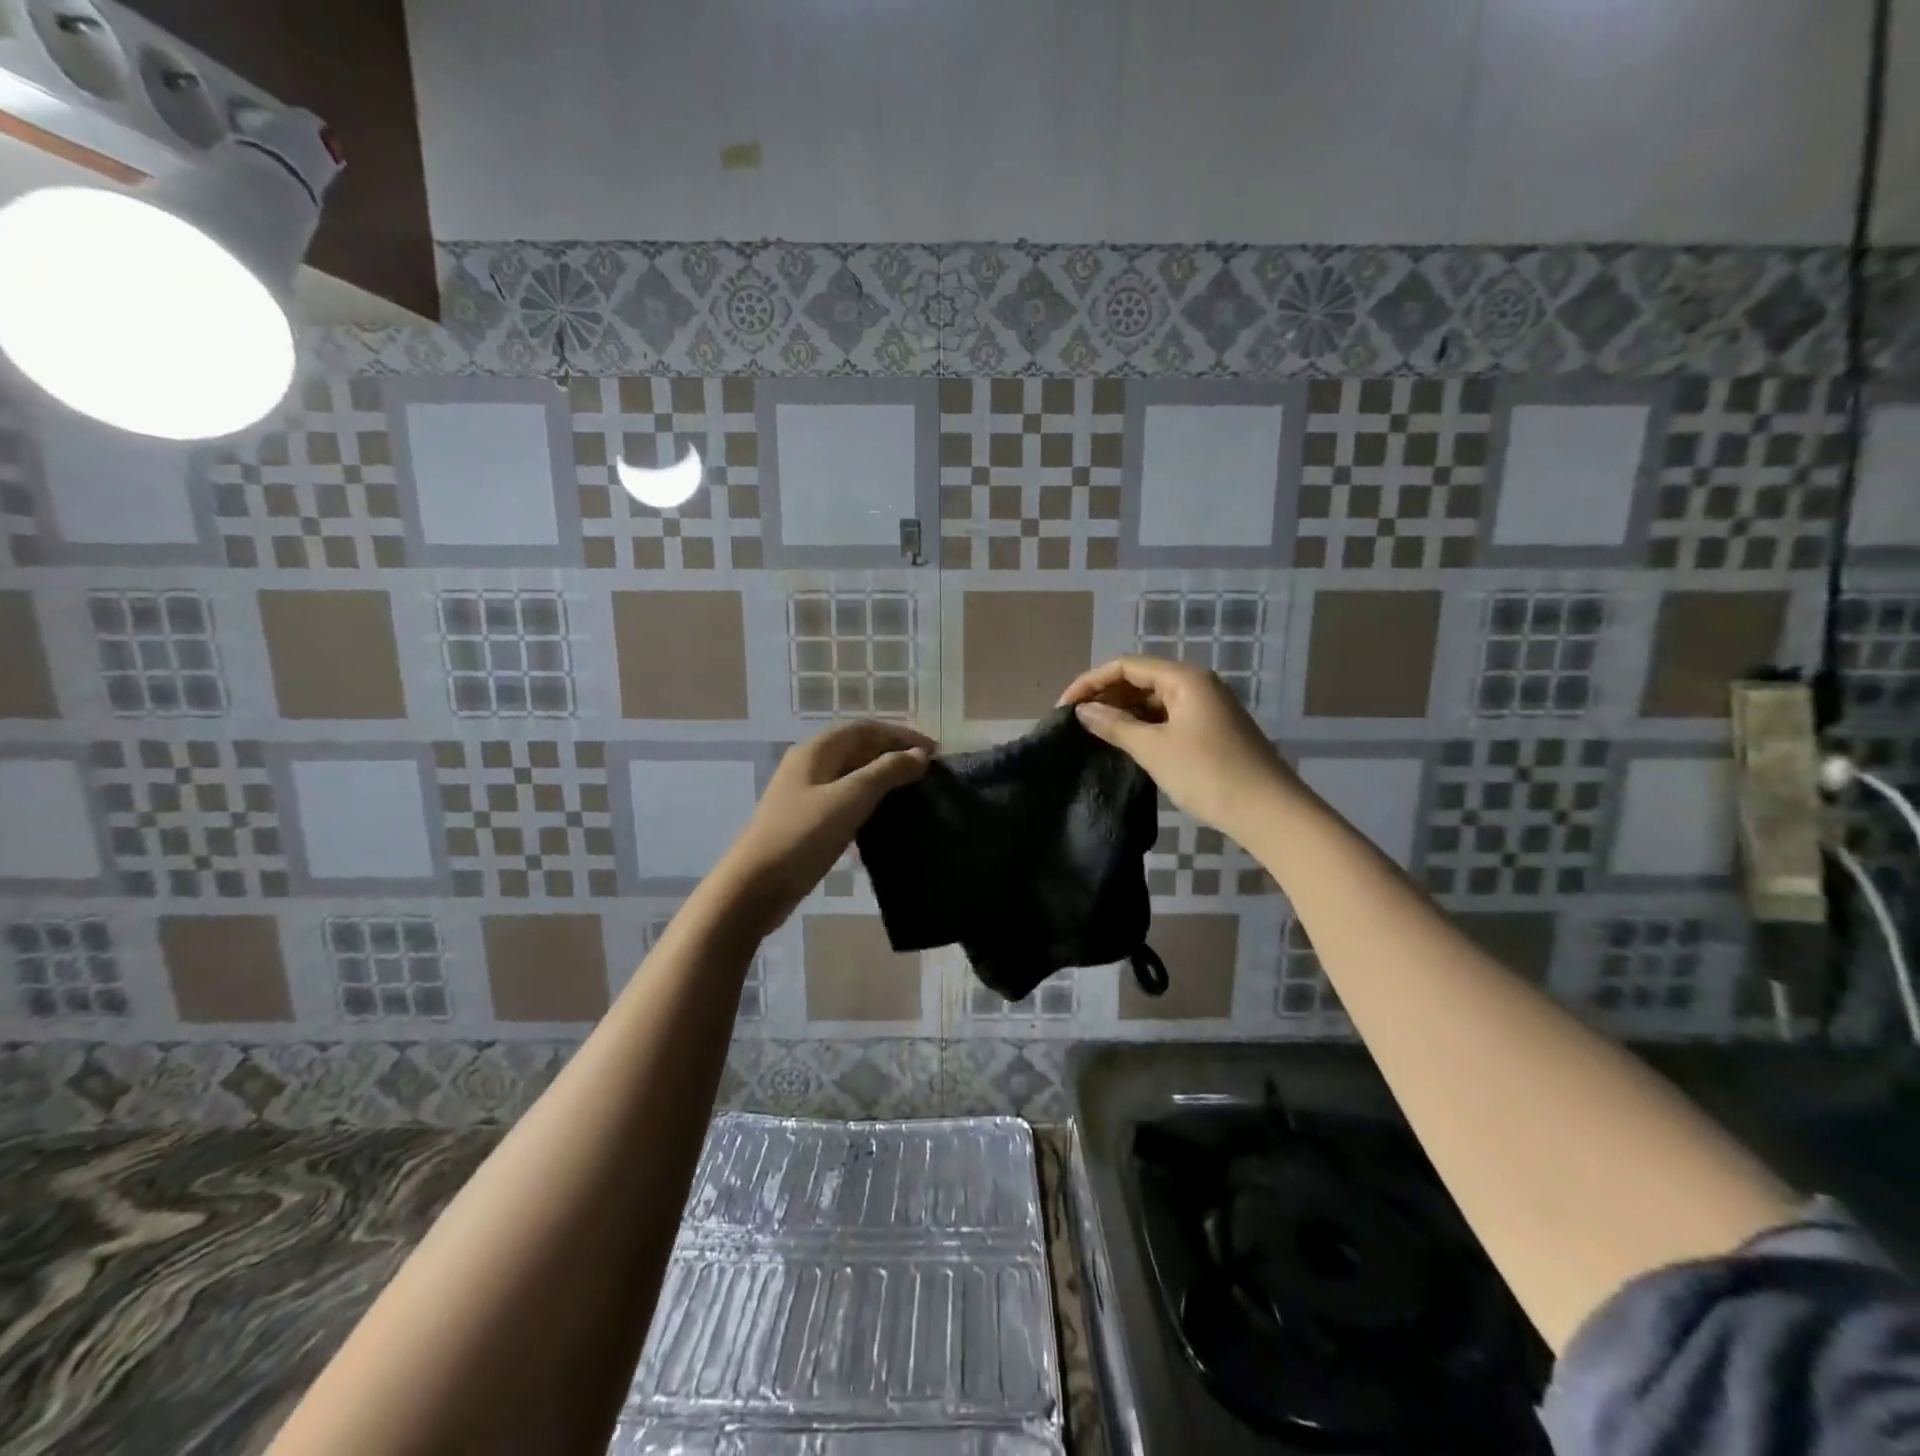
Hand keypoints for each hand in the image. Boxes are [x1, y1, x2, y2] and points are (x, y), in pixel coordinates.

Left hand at [719, 721, 933, 929]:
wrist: (755, 886)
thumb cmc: (804, 835)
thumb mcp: (851, 798)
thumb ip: (887, 772)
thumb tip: (920, 754)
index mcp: (816, 750)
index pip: (865, 729)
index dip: (901, 735)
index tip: (934, 752)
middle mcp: (809, 765)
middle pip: (857, 748)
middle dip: (893, 755)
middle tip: (926, 773)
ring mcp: (805, 794)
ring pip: (851, 776)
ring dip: (882, 779)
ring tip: (912, 793)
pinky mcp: (806, 821)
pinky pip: (844, 800)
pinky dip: (868, 802)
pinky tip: (884, 819)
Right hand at [1058, 656, 1295, 841]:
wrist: (1268, 811)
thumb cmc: (1207, 774)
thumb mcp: (1154, 749)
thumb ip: (1114, 725)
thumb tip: (1083, 711)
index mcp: (1184, 678)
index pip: (1126, 665)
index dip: (1090, 682)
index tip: (1064, 708)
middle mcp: (1196, 683)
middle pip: (1140, 678)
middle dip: (1106, 695)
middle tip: (1076, 722)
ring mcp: (1206, 706)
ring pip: (1153, 699)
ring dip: (1123, 711)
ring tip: (1094, 732)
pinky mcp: (1210, 729)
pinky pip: (1167, 716)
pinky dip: (1143, 724)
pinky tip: (1126, 742)